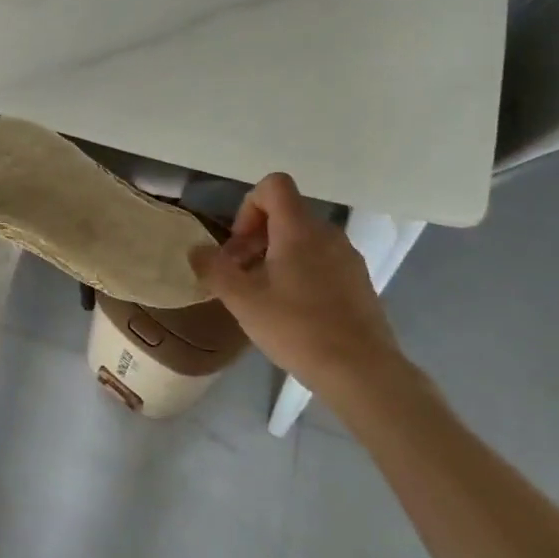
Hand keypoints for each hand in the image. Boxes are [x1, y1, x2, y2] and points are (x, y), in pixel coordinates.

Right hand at [191, 174, 405, 393]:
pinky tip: (291, 311)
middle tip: (239, 275)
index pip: (274, 185)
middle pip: (286, 214)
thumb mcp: (242, 301)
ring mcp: (348, 258)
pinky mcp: (359, 282)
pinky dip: (300, 272)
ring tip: (262, 295)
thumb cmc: (297, 328)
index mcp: (299, 230)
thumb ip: (214, 269)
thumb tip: (196, 250)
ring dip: (276, 256)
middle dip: (255, 237)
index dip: (248, 206)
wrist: (362, 372)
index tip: (239, 246)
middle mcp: (328, 234)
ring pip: (303, 239)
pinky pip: (322, 261)